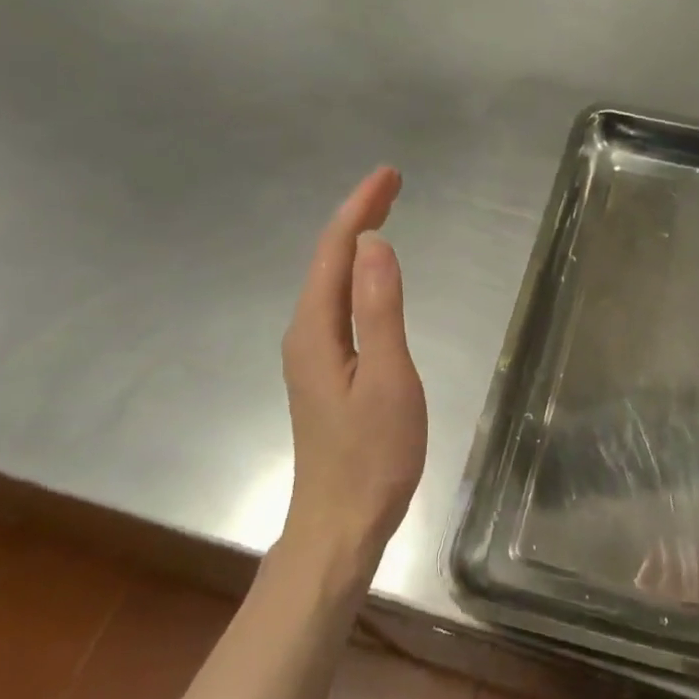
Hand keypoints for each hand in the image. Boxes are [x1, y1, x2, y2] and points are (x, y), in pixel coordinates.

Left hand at [278, 167, 427, 571]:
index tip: (390, 175)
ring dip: (356, 241)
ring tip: (384, 213)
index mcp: (316, 329)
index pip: (336, 250)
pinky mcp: (325, 370)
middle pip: (328, 260)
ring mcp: (312, 354)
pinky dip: (356, 273)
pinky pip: (337, 303)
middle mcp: (305, 333)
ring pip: (330, 280)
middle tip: (393, 184)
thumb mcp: (388, 378)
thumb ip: (379, 308)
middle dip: (358, 216)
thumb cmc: (372, 454)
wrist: (342, 523)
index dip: (360, 207)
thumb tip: (374, 243)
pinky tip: (371, 275)